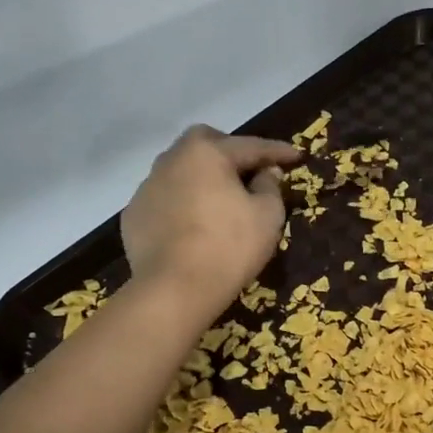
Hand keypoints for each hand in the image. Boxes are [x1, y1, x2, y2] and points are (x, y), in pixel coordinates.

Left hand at [121, 125, 300, 316]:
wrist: (175, 289)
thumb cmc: (229, 247)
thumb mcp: (267, 216)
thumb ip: (270, 186)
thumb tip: (266, 173)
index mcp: (207, 153)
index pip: (250, 146)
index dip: (277, 151)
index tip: (297, 155)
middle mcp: (172, 160)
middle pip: (204, 143)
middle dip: (229, 151)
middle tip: (249, 171)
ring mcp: (147, 187)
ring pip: (180, 169)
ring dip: (201, 177)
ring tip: (218, 197)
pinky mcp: (134, 215)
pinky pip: (164, 198)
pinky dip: (181, 203)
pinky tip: (192, 223)